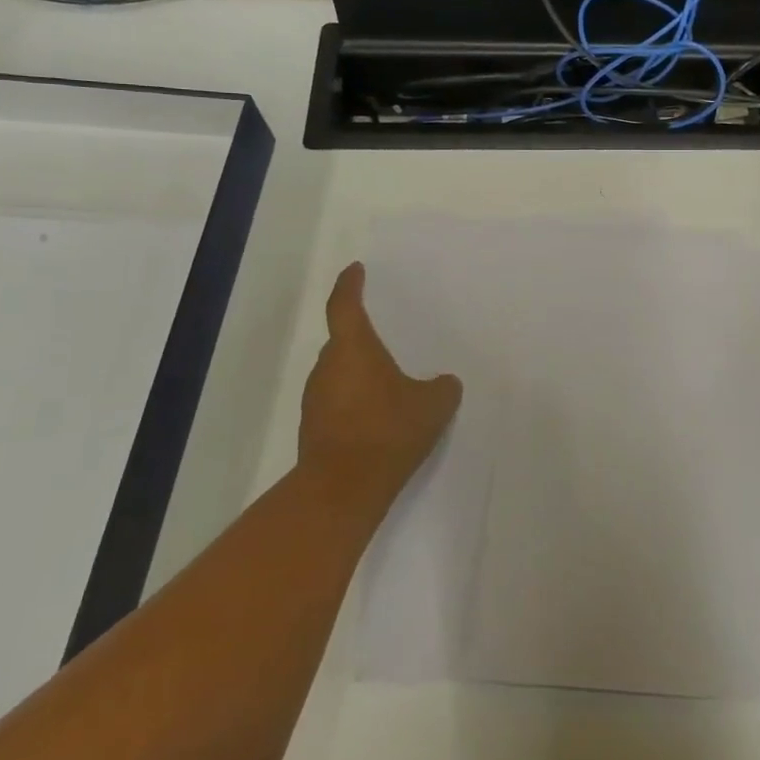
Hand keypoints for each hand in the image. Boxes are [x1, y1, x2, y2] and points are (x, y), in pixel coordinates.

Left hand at [298, 263, 462, 515]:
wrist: (341, 489)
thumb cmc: (387, 432)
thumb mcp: (432, 406)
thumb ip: (442, 388)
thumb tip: (445, 383)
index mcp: (353, 348)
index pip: (345, 305)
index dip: (350, 285)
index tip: (355, 270)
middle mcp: (328, 367)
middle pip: (342, 340)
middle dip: (362, 337)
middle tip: (386, 336)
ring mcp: (316, 399)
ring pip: (339, 372)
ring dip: (359, 372)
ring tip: (388, 381)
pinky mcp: (314, 427)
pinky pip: (337, 400)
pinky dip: (354, 399)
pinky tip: (378, 417)